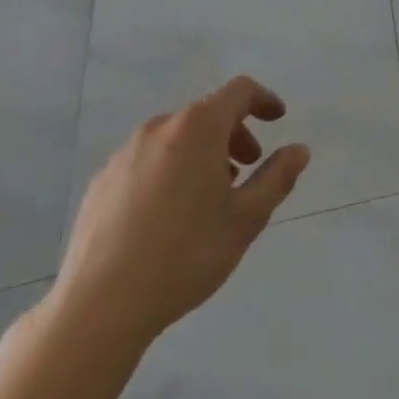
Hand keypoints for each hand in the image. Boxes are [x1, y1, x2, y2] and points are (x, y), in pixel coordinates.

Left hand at [47, 76, 310, 355]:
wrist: (100, 306)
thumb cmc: (186, 255)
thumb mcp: (247, 218)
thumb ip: (277, 177)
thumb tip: (299, 150)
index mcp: (197, 128)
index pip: (238, 92)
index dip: (264, 99)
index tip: (278, 119)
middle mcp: (158, 129)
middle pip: (206, 114)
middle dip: (234, 134)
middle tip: (247, 168)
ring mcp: (124, 155)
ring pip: (175, 138)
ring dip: (201, 153)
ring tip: (209, 196)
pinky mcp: (101, 183)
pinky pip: (147, 161)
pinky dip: (169, 171)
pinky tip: (169, 216)